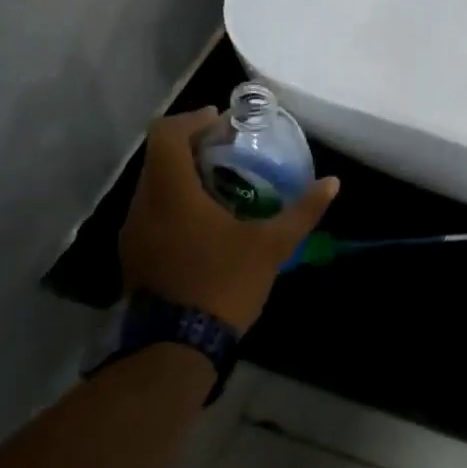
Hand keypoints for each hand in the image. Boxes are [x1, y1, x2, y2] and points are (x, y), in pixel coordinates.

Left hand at [118, 107, 340, 333]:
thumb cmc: (224, 284)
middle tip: (228, 150)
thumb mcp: (271, 246)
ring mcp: (133, 232)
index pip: (167, 133)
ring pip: (153, 185)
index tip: (222, 122)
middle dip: (191, 146)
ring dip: (181, 175)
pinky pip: (151, 211)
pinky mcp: (133, 255)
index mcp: (171, 192)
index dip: (193, 119)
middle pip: (158, 156)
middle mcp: (144, 204)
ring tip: (220, 183)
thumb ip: (302, 211)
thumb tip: (333, 182)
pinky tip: (204, 222)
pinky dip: (174, 202)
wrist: (177, 348)